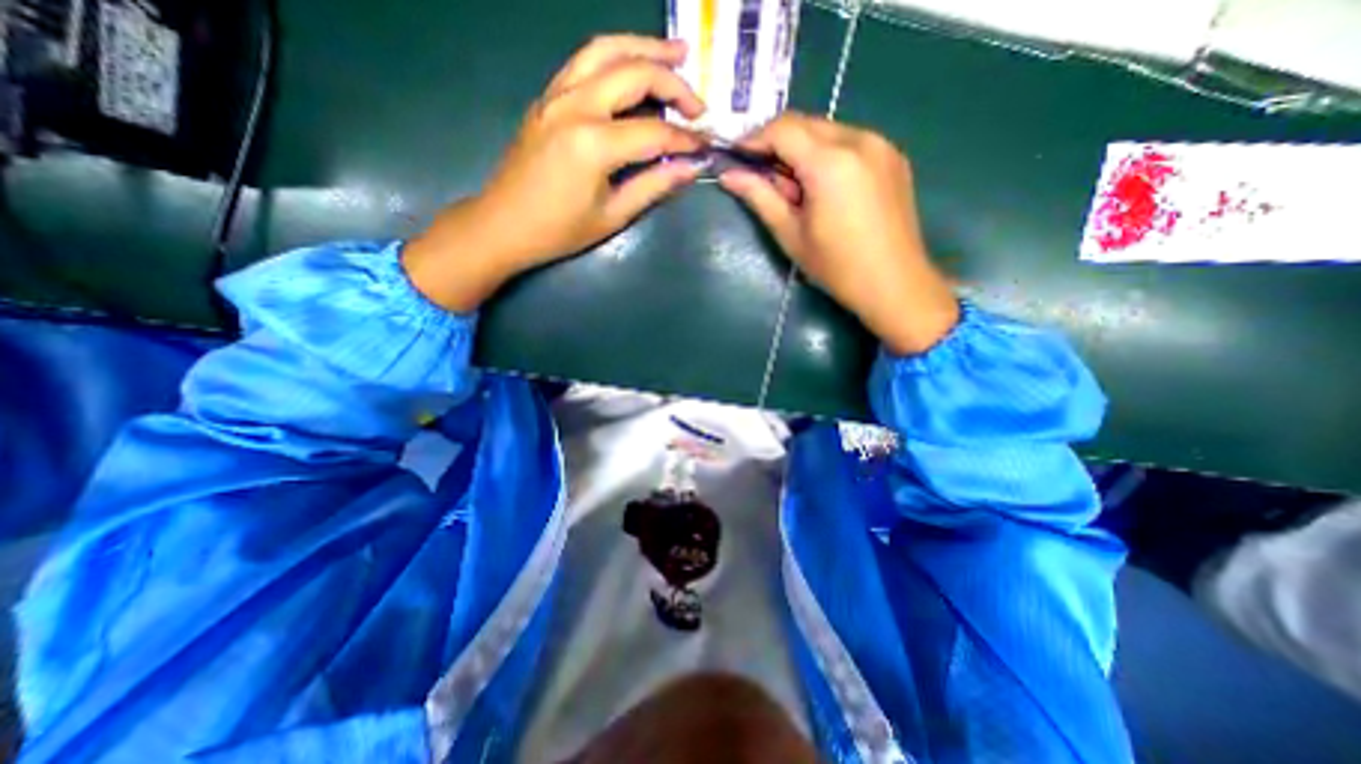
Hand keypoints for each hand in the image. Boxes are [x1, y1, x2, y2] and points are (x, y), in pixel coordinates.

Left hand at [403, 37, 705, 310]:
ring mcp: (556, 95)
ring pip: (606, 50)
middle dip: (674, 84)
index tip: (705, 147)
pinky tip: (633, 66)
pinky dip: (615, 56)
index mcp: (593, 143)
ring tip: (676, 52)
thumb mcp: (612, 215)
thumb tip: (691, 168)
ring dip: (645, 48)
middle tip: (698, 104)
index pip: (654, 131)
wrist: (504, 224)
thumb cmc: (559, 230)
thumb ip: (653, 186)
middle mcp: (575, 105)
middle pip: (634, 73)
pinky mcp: (547, 97)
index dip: (685, 140)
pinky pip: (585, 61)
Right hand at [723, 112, 953, 353]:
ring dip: (803, 150)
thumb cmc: (836, 266)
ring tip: (798, 191)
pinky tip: (825, 189)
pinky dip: (828, 155)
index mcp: (830, 162)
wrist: (894, 284)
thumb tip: (729, 176)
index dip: (754, 139)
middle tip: (766, 180)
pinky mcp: (894, 157)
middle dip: (778, 145)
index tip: (737, 158)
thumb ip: (760, 197)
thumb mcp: (791, 234)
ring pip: (828, 131)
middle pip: (806, 124)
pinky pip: (851, 142)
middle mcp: (860, 140)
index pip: (783, 128)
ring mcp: (882, 145)